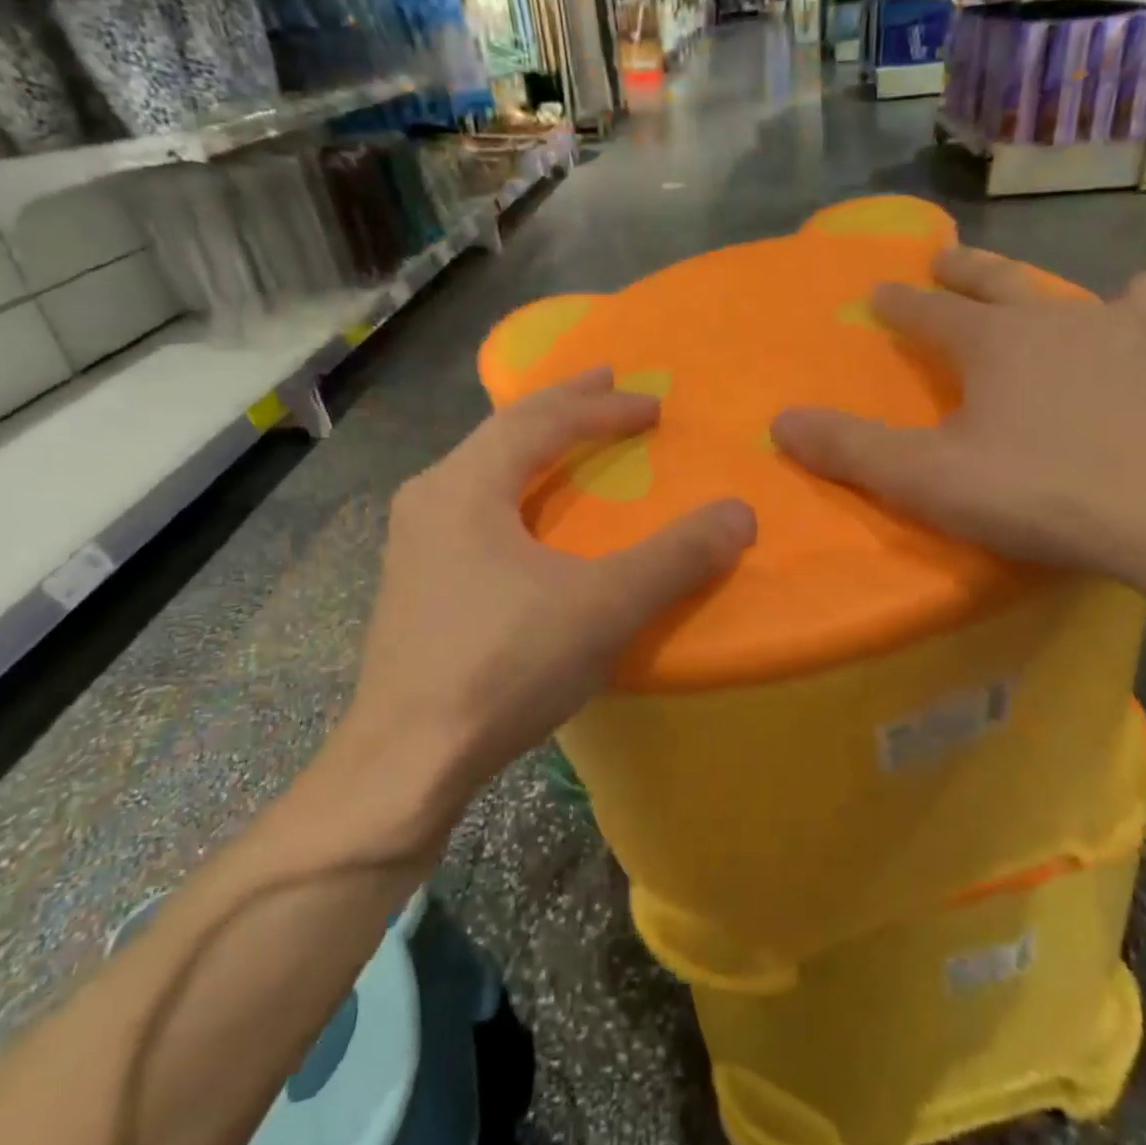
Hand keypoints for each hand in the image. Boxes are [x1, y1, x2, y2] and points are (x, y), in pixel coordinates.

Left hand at [341, 370, 755, 816]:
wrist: (405, 762)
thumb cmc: (503, 668)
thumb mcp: (603, 609)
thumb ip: (675, 558)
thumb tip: (740, 514)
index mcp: (466, 485)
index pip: (542, 421)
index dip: (602, 407)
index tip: (652, 404)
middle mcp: (430, 497)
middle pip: (505, 431)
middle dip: (563, 405)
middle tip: (606, 382)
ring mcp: (413, 541)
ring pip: (482, 468)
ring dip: (533, 444)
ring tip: (570, 435)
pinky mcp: (415, 582)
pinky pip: (472, 506)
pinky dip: (514, 488)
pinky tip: (526, 513)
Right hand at [772, 246, 1145, 602]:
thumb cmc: (1046, 494)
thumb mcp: (928, 480)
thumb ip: (851, 450)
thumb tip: (780, 421)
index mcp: (996, 344)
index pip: (930, 312)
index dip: (899, 302)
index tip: (878, 290)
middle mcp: (1064, 322)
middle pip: (1004, 284)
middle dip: (969, 270)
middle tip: (947, 255)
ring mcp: (1139, 338)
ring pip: (1103, 297)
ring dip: (1081, 294)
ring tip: (1094, 292)